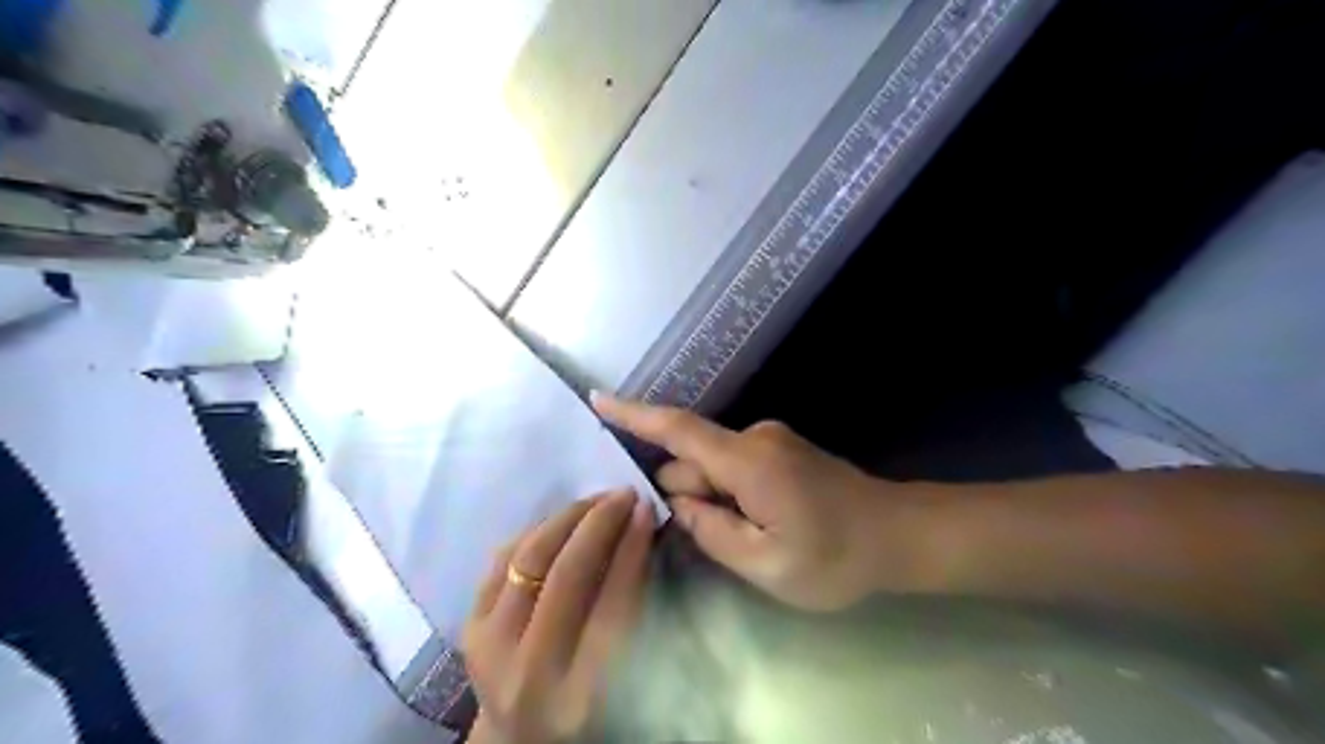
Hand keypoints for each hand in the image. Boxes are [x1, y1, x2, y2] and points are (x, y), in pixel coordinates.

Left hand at [462, 490, 654, 741]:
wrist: (517, 740)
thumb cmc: (584, 709)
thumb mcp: (619, 671)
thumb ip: (631, 609)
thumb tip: (639, 531)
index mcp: (581, 694)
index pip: (612, 605)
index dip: (631, 550)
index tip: (646, 510)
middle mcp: (530, 671)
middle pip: (566, 576)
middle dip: (599, 523)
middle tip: (623, 494)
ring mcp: (490, 647)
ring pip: (529, 558)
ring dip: (567, 517)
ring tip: (596, 500)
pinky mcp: (469, 628)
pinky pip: (504, 558)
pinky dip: (537, 531)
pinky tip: (562, 519)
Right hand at [593, 396, 922, 610]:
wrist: (900, 534)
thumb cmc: (837, 557)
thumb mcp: (766, 564)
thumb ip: (712, 532)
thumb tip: (678, 503)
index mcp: (748, 462)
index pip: (679, 431)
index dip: (635, 416)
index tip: (597, 400)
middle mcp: (755, 438)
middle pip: (694, 460)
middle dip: (689, 497)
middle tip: (718, 542)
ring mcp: (770, 441)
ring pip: (714, 467)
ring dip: (714, 500)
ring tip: (749, 540)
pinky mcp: (779, 450)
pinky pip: (734, 467)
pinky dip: (729, 493)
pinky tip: (757, 526)